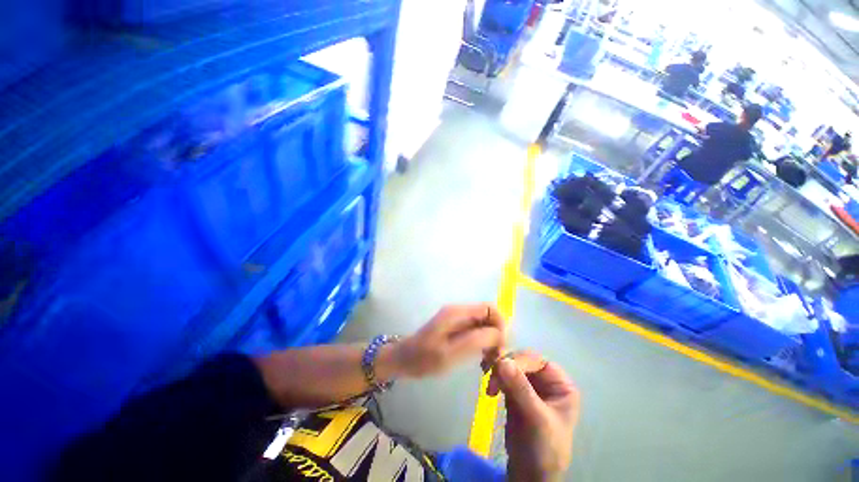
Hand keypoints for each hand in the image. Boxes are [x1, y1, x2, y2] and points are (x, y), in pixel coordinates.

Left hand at [390, 304, 505, 378]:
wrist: (404, 359)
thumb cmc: (425, 358)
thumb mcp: (451, 353)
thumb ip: (476, 340)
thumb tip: (499, 333)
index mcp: (458, 312)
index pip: (491, 308)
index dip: (500, 325)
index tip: (500, 347)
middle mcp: (459, 312)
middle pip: (489, 316)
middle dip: (497, 335)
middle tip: (495, 359)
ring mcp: (457, 319)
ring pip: (484, 325)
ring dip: (491, 341)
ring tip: (489, 363)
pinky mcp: (456, 328)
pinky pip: (476, 332)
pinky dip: (483, 344)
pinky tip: (481, 360)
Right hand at [488, 351, 578, 481]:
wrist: (531, 473)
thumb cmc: (545, 448)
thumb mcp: (537, 419)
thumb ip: (521, 389)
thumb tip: (502, 361)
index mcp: (559, 383)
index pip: (536, 360)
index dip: (518, 360)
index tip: (499, 367)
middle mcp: (544, 379)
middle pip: (520, 359)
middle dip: (504, 364)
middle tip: (489, 374)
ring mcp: (528, 384)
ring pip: (509, 364)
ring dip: (495, 367)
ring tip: (486, 379)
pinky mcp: (513, 390)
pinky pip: (502, 374)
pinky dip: (493, 372)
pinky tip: (485, 375)